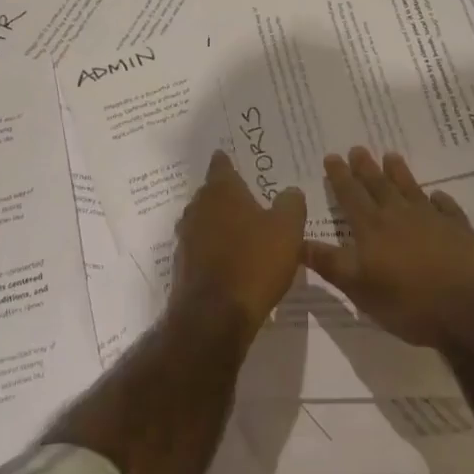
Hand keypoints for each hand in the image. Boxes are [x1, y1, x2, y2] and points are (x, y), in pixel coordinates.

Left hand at [171, 150, 305, 337]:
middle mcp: (198, 208)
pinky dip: (213, 248)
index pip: (221, 165)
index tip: (233, 158)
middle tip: (247, 197)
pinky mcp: (183, 266)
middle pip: (211, 193)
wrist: (215, 315)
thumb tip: (290, 191)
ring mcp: (186, 238)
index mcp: (222, 191)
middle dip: (226, 194)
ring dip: (219, 222)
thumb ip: (291, 204)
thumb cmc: (255, 262)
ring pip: (203, 220)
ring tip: (241, 229)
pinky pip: (201, 247)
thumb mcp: (288, 229)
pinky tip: (230, 259)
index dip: (228, 161)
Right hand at [302, 147, 473, 349]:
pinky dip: (440, 200)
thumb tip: (296, 241)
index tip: (332, 156)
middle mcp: (400, 216)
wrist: (471, 311)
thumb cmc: (408, 303)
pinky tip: (438, 196)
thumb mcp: (359, 289)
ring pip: (411, 189)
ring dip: (399, 173)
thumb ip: (329, 263)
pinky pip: (447, 208)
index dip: (340, 177)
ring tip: (391, 156)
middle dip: (365, 168)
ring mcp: (433, 220)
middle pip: (379, 186)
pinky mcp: (460, 231)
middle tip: (358, 148)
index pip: (351, 196)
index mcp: (373, 229)